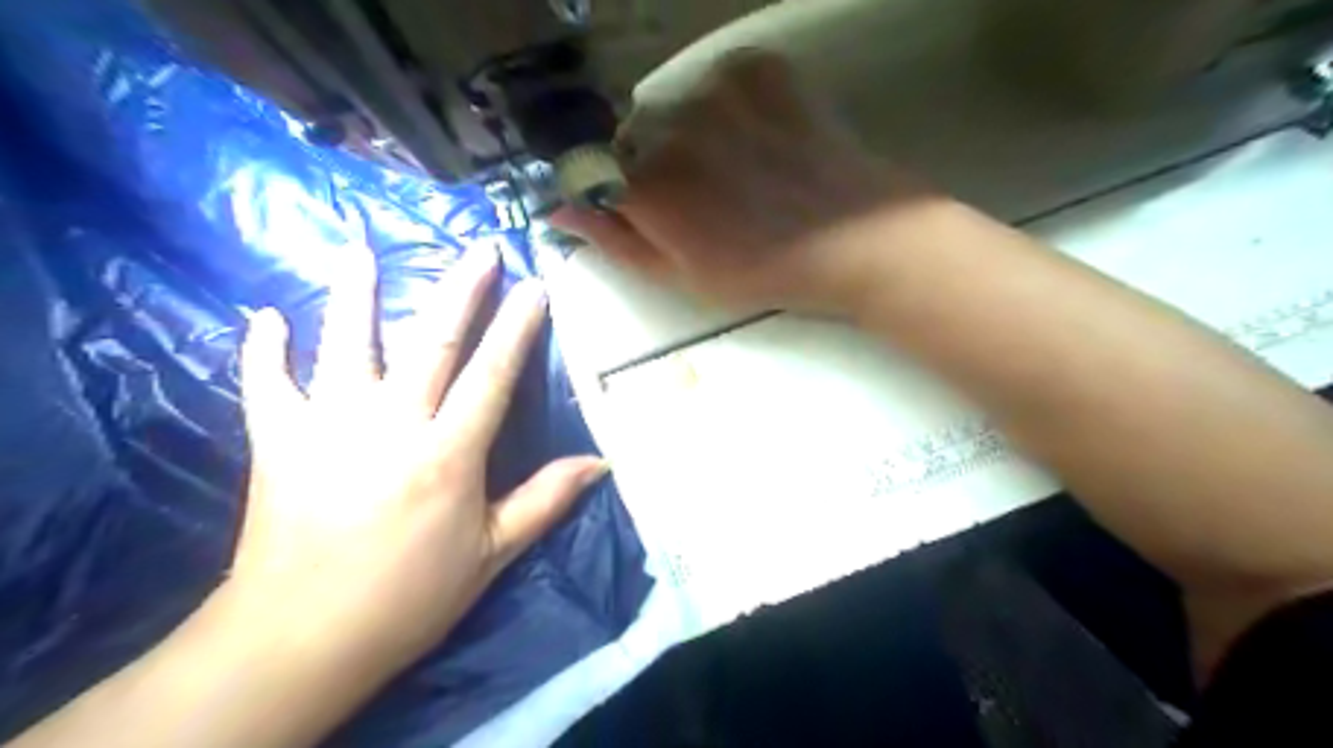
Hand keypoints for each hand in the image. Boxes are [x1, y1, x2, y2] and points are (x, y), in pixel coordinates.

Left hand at [224, 249, 607, 674]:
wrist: (299, 640)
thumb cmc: (408, 598)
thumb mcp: (492, 555)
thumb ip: (545, 501)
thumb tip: (601, 464)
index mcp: (447, 453)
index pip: (493, 374)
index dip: (518, 327)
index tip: (534, 287)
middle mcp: (390, 424)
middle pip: (432, 341)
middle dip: (460, 290)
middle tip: (479, 247)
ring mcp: (327, 425)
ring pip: (346, 344)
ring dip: (355, 293)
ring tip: (361, 248)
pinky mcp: (277, 441)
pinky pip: (266, 383)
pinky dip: (264, 348)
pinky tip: (264, 315)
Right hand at [549, 47, 935, 314]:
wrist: (854, 239)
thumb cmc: (763, 272)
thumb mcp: (681, 276)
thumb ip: (614, 241)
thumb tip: (557, 212)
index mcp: (647, 186)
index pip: (593, 171)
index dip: (617, 193)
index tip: (645, 210)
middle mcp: (669, 125)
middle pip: (635, 137)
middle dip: (655, 165)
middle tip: (705, 198)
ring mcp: (716, 88)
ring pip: (676, 108)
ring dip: (693, 135)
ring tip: (740, 169)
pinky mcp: (758, 67)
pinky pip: (720, 82)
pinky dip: (730, 107)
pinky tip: (762, 139)